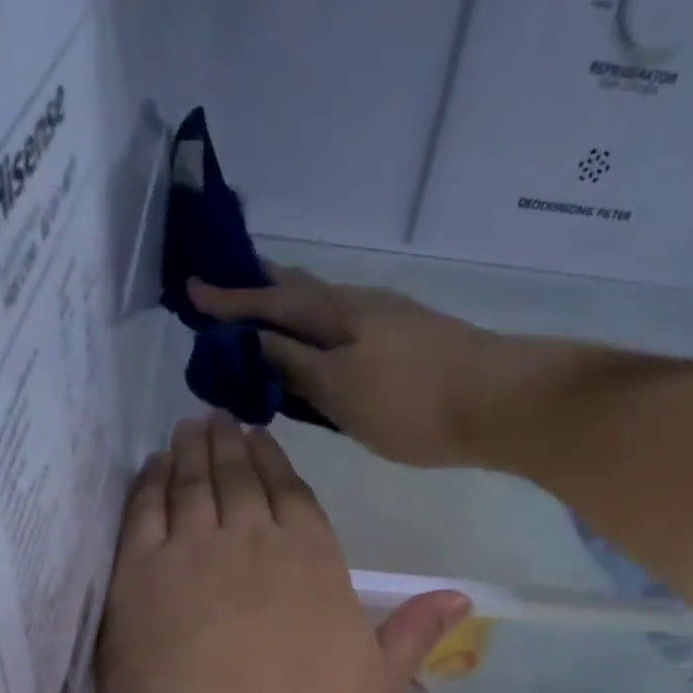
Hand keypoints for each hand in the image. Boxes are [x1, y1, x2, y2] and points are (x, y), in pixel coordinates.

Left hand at [94, 413, 467, 692]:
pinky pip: (142, 510)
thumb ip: (411, 636)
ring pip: (191, 484)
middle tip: (220, 418)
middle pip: (241, 480)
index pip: (295, 498)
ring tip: (189, 428)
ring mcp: (190, 554)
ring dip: (191, 452)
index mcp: (315, 566)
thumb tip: (460, 595)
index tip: (261, 439)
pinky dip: (148, 482)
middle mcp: (253, 544)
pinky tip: (150, 468)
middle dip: (232, 445)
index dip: (277, 465)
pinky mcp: (136, 576)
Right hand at [188, 266, 508, 468]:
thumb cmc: (413, 402)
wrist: (500, 403)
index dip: (230, 299)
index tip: (191, 289)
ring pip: (326, 309)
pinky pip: (348, 329)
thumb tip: (253, 342)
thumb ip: (295, 365)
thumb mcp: (341, 389)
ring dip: (292, 310)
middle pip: (300, 291)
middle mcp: (360, 306)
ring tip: (267, 320)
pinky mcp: (411, 342)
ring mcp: (390, 322)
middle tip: (227, 291)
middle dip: (261, 290)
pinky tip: (323, 350)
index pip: (271, 300)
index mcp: (337, 314)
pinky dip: (321, 333)